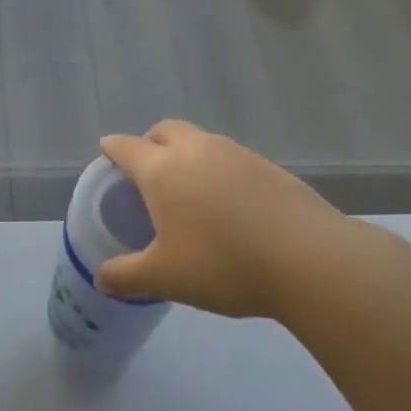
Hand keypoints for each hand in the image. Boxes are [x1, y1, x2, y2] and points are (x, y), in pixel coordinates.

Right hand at [97, 120, 382, 322]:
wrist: (308, 259)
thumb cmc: (223, 265)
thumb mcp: (165, 278)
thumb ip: (127, 276)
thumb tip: (102, 279)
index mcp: (163, 169)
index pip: (127, 147)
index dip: (113, 149)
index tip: (106, 153)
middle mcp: (197, 150)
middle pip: (165, 131)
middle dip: (150, 143)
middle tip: (147, 172)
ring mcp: (236, 154)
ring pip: (200, 141)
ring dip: (186, 154)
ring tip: (188, 190)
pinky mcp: (268, 166)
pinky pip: (230, 157)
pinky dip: (218, 169)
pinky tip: (228, 203)